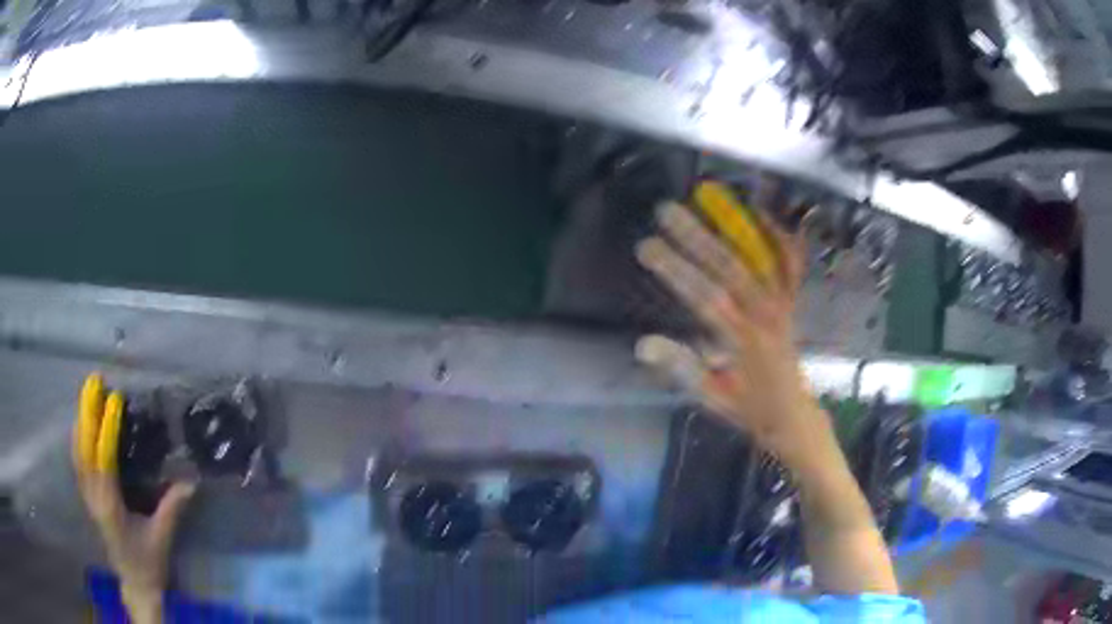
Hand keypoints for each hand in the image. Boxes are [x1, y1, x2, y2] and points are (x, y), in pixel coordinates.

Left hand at [73, 373, 195, 623]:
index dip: (107, 429)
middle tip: (94, 381)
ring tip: (88, 394)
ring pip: (77, 450)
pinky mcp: (87, 496)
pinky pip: (77, 459)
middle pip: (84, 447)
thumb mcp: (162, 537)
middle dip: (87, 412)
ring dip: (81, 419)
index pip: (104, 459)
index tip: (115, 399)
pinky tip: (82, 423)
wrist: (134, 583)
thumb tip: (191, 480)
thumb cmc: (148, 563)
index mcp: (110, 506)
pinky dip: (78, 436)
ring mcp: (87, 495)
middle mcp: (93, 496)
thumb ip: (172, 508)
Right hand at [634, 200, 826, 464]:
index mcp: (742, 342)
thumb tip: (642, 343)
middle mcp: (765, 316)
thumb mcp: (712, 397)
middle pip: (730, 268)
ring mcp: (782, 305)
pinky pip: (790, 265)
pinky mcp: (790, 303)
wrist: (795, 417)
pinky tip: (763, 214)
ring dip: (733, 226)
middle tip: (667, 209)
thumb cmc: (750, 410)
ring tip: (710, 197)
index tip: (648, 246)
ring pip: (759, 258)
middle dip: (696, 236)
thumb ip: (682, 368)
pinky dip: (779, 237)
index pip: (705, 298)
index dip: (675, 270)